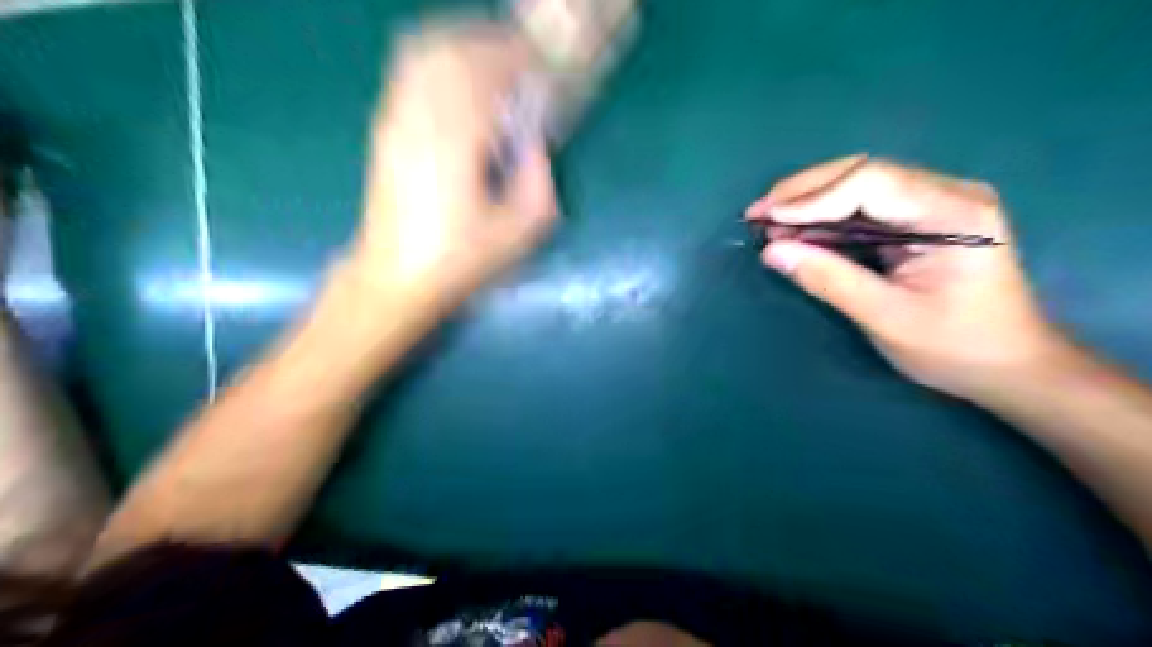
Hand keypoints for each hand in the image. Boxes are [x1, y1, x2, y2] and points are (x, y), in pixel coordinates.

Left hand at [350, 23, 558, 305]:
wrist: (395, 276)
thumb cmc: (460, 259)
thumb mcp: (520, 231)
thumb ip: (539, 180)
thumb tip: (535, 143)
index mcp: (457, 141)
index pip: (486, 72)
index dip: (518, 59)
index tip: (543, 65)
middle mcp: (420, 118)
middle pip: (454, 51)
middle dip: (493, 46)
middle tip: (523, 61)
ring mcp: (396, 120)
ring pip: (427, 55)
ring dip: (464, 49)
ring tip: (495, 65)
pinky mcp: (385, 130)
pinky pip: (409, 73)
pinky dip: (439, 62)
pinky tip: (460, 80)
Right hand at [747, 153, 1070, 397]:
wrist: (1010, 367)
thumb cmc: (957, 348)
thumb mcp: (887, 318)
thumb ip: (829, 280)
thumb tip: (772, 251)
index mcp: (954, 212)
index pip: (872, 184)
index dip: (813, 198)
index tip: (768, 220)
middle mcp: (947, 194)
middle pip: (862, 174)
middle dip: (804, 193)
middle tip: (757, 215)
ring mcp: (934, 204)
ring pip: (858, 186)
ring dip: (810, 203)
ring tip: (768, 224)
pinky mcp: (920, 221)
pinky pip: (864, 208)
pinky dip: (826, 219)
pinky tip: (797, 231)